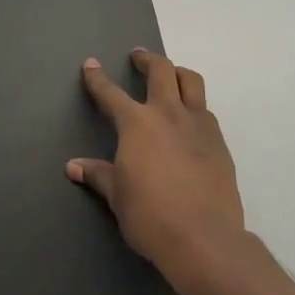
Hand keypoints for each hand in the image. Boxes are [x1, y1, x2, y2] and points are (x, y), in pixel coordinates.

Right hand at [69, 48, 244, 294]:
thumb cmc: (150, 216)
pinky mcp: (220, 143)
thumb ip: (98, 175)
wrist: (204, 238)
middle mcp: (168, 114)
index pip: (110, 93)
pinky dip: (194, 105)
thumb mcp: (117, 196)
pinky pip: (206, 111)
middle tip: (138, 56)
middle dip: (147, 60)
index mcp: (137, 124)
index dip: (97, 78)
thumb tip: (74, 167)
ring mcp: (199, 126)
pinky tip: (189, 120)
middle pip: (161, 71)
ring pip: (192, 82)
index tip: (91, 64)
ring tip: (171, 76)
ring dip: (178, 73)